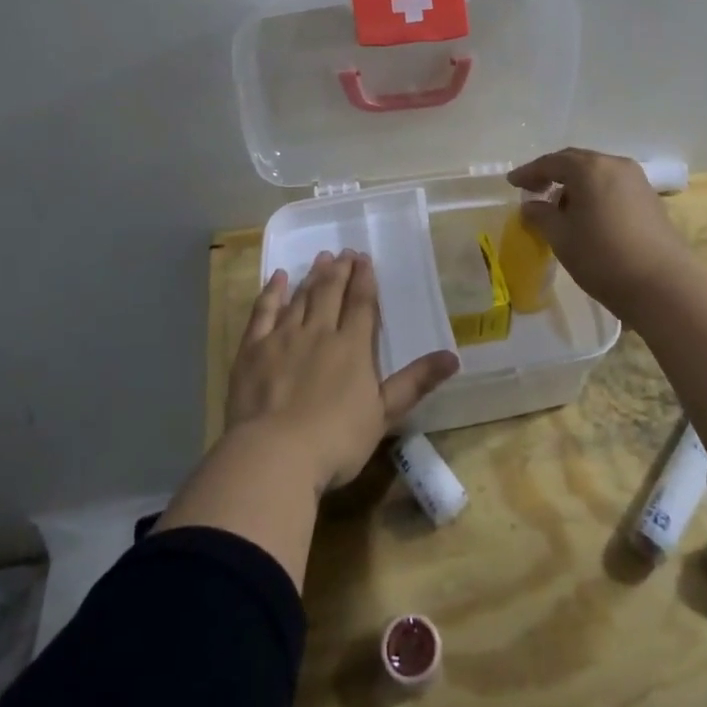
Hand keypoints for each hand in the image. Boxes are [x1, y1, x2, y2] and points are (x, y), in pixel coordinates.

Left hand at [225, 251, 459, 492]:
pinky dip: (272, 292)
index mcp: (352, 347)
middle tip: (344, 252)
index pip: (361, 304)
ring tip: (320, 258)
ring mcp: (283, 338)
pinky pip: (264, 312)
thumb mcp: (384, 414)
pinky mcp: (253, 349)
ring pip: (301, 298)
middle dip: (339, 271)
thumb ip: (415, 382)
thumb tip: (453, 357)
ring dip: (312, 276)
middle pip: (330, 293)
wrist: (274, 453)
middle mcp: (319, 332)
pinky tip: (279, 278)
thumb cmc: (336, 440)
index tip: (364, 259)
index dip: (364, 280)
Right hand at [508, 148, 695, 313]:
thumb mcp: (561, 237)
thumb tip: (531, 206)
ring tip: (559, 207)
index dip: (529, 172)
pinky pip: (613, 187)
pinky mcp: (651, 200)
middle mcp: (615, 165)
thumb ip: (540, 215)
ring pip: (597, 174)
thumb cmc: (603, 256)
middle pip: (577, 162)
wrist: (663, 285)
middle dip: (552, 174)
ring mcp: (637, 181)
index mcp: (590, 168)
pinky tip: (587, 216)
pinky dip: (594, 194)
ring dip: (575, 185)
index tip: (512, 183)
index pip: (551, 162)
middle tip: (532, 189)